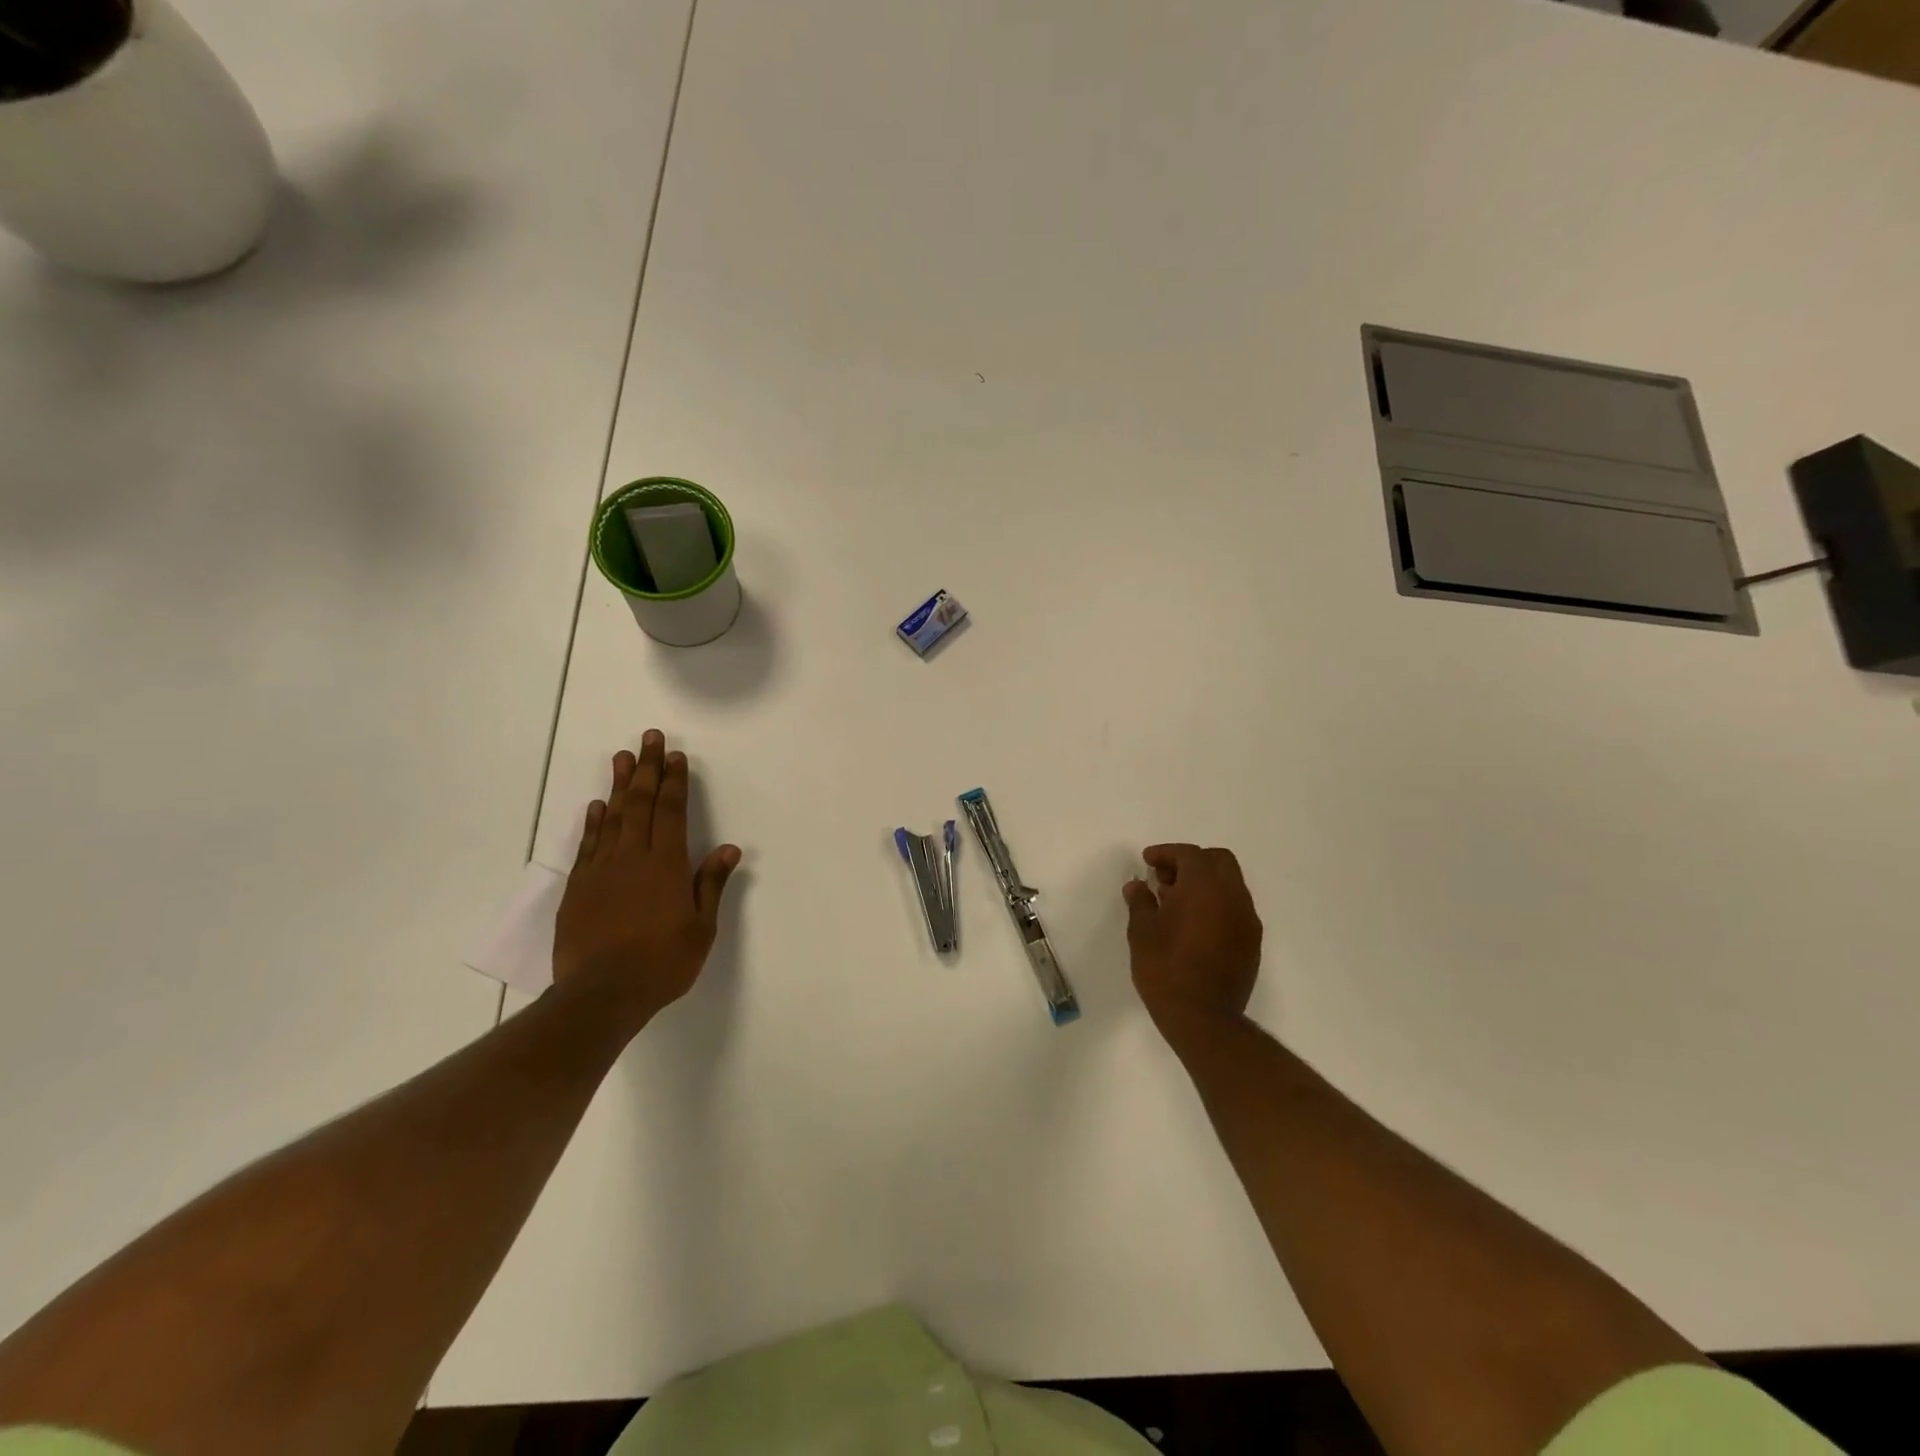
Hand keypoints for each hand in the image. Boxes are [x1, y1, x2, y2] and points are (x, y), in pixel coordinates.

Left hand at [552, 729, 740, 1026]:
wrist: (601, 994)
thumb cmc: (662, 963)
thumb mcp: (701, 928)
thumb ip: (710, 884)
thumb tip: (728, 848)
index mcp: (665, 865)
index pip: (670, 812)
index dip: (674, 781)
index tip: (675, 755)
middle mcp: (632, 858)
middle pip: (639, 804)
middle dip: (646, 769)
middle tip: (648, 738)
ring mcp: (601, 870)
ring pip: (611, 817)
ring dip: (619, 786)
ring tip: (622, 758)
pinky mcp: (578, 888)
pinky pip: (588, 845)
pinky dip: (593, 822)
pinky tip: (597, 806)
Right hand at [1123, 844, 1261, 1040]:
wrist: (1203, 1018)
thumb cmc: (1166, 968)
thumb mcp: (1142, 932)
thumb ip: (1140, 902)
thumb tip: (1138, 886)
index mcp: (1204, 886)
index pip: (1189, 854)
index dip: (1166, 853)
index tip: (1147, 861)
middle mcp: (1232, 896)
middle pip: (1218, 861)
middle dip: (1191, 862)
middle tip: (1165, 878)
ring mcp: (1247, 919)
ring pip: (1230, 884)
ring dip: (1205, 884)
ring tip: (1176, 903)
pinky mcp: (1252, 942)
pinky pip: (1235, 908)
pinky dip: (1216, 904)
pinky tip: (1194, 924)